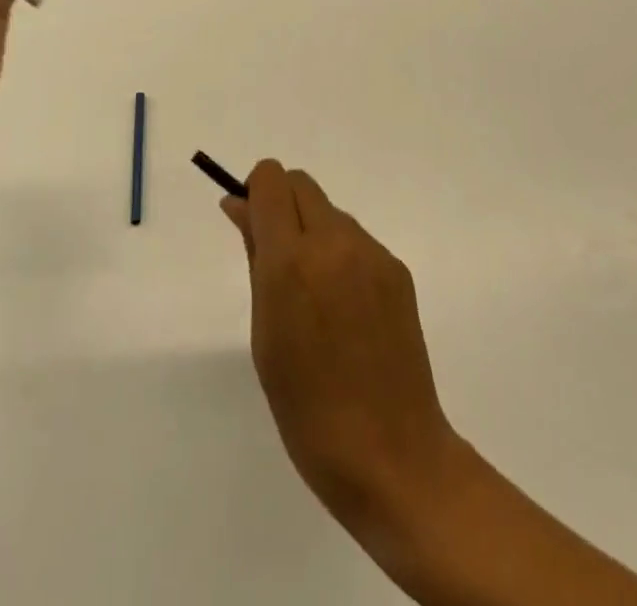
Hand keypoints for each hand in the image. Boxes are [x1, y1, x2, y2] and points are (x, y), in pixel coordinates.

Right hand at [222, 161, 463, 533]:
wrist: (392, 456)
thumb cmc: (307, 408)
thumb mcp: (264, 333)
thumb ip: (254, 257)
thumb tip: (239, 206)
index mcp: (291, 260)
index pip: (270, 179)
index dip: (255, 192)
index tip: (251, 225)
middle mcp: (334, 242)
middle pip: (300, 183)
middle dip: (281, 205)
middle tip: (276, 258)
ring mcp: (372, 254)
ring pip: (329, 211)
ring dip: (312, 231)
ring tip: (315, 296)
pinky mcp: (397, 270)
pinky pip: (356, 240)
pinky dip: (340, 255)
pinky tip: (345, 309)